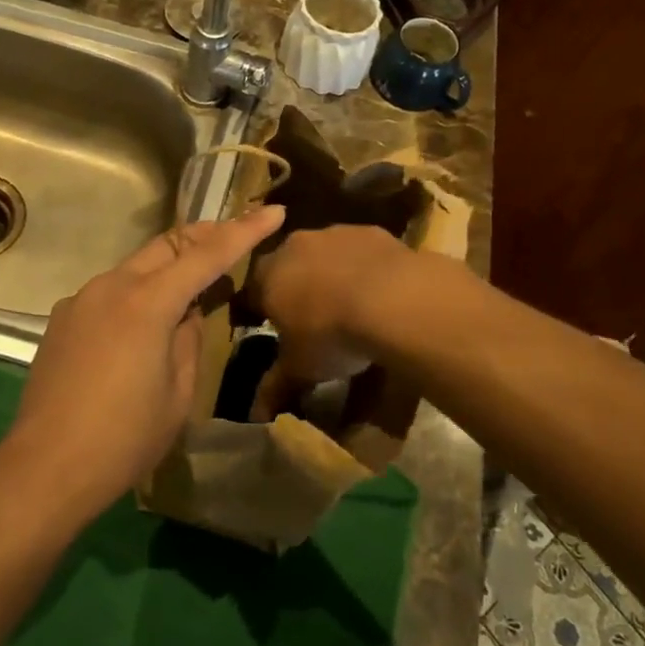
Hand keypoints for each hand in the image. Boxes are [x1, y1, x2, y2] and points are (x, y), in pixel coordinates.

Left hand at [0, 205, 287, 520]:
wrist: (44, 468)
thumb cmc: (124, 439)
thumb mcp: (178, 394)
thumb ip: (188, 339)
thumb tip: (187, 313)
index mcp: (147, 302)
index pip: (207, 255)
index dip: (244, 230)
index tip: (274, 211)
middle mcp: (111, 286)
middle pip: (167, 245)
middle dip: (204, 236)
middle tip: (234, 238)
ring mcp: (81, 299)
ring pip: (136, 266)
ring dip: (168, 267)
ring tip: (191, 291)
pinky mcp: (63, 319)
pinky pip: (111, 291)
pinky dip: (137, 293)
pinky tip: (142, 326)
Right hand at [248, 224, 419, 419]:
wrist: (392, 298)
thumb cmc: (332, 334)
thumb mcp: (301, 368)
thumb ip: (276, 386)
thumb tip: (256, 414)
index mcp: (267, 277)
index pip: (252, 292)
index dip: (259, 310)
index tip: (269, 327)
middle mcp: (294, 246)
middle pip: (286, 265)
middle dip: (294, 286)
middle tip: (310, 315)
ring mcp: (333, 233)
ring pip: (323, 253)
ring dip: (328, 272)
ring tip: (347, 303)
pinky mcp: (370, 231)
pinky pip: (358, 249)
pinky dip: (362, 266)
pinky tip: (378, 290)